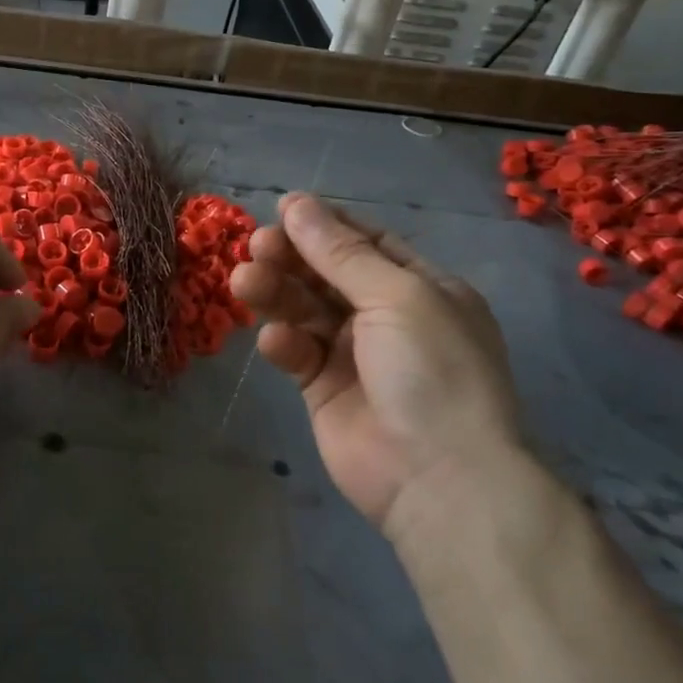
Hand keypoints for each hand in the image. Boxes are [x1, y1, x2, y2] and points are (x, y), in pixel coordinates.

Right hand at [230, 194, 525, 536]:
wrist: (439, 479)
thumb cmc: (431, 371)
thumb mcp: (395, 296)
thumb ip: (340, 252)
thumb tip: (296, 203)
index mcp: (421, 289)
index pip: (366, 243)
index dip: (325, 225)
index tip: (281, 209)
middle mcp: (388, 317)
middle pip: (327, 274)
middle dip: (292, 257)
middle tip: (255, 246)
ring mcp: (354, 354)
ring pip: (304, 309)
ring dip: (275, 293)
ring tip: (244, 282)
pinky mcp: (323, 388)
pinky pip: (297, 352)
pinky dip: (284, 343)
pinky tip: (277, 344)